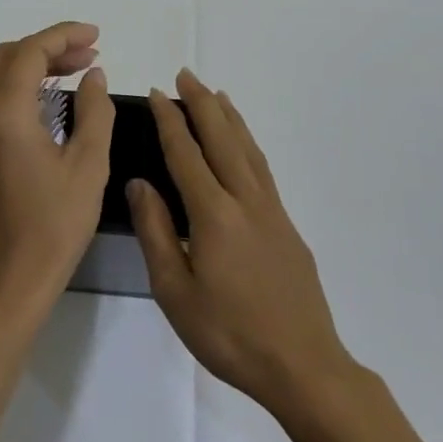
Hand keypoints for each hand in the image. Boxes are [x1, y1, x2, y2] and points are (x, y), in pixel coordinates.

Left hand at [0, 21, 114, 318]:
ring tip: (76, 70)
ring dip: (33, 64)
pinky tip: (50, 98)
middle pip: (9, 57)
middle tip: (89, 54)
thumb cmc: (55, 223)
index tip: (96, 37)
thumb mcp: (88, 165)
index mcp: (5, 113)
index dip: (63, 36)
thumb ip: (95, 111)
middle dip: (49, 47)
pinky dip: (20, 86)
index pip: (30, 52)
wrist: (11, 278)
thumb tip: (94, 75)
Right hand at [128, 69, 357, 419]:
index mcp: (213, 213)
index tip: (158, 93)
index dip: (170, 120)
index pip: (186, 153)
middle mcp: (245, 200)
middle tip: (186, 75)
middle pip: (222, 138)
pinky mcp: (287, 225)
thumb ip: (155, 232)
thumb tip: (140, 184)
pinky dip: (249, 143)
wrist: (302, 366)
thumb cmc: (229, 333)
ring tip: (215, 94)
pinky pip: (262, 168)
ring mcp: (271, 211)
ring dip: (229, 117)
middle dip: (201, 104)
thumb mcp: (174, 291)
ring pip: (247, 149)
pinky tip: (243, 144)